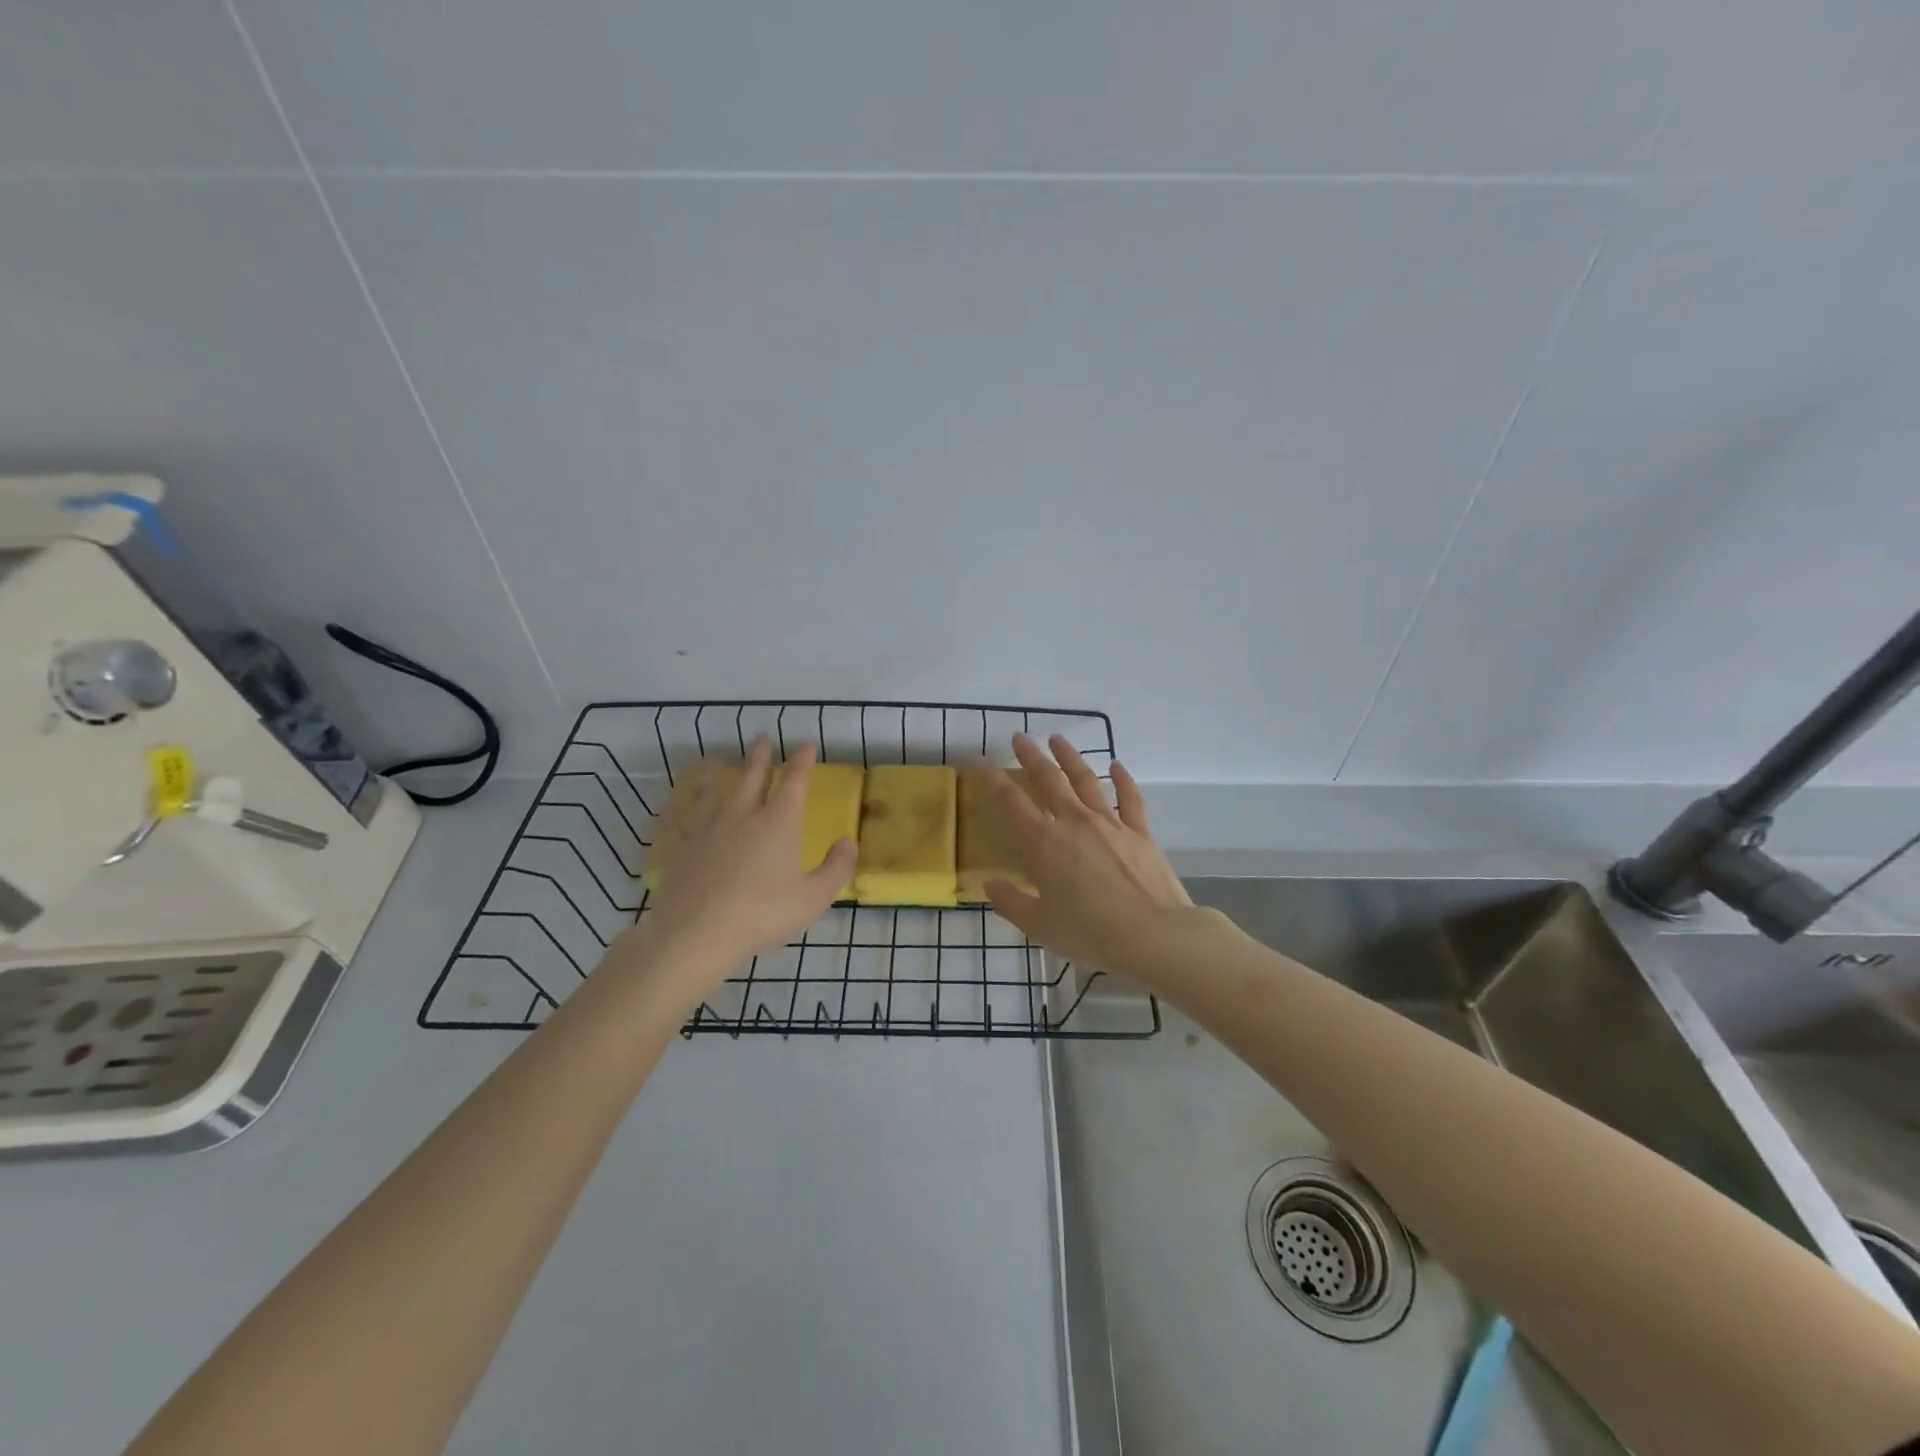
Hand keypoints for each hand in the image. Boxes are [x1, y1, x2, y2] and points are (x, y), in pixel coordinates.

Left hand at [625, 739, 855, 995]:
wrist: (696, 934)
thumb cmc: (761, 915)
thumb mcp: (813, 898)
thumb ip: (836, 868)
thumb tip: (848, 841)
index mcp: (778, 823)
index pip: (794, 782)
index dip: (802, 762)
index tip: (806, 745)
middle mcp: (742, 816)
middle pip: (752, 777)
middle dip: (760, 756)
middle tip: (762, 738)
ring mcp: (706, 829)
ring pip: (711, 792)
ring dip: (716, 775)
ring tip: (715, 762)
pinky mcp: (679, 847)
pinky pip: (677, 820)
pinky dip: (676, 808)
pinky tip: (671, 804)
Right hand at [984, 734, 1193, 974]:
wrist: (1153, 934)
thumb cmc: (1089, 933)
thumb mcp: (1039, 926)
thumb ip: (1010, 903)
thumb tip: (990, 884)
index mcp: (1044, 844)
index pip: (1012, 805)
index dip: (996, 784)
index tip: (986, 767)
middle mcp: (1074, 823)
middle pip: (1048, 780)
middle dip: (1031, 757)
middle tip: (1020, 737)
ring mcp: (1109, 823)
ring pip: (1085, 780)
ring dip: (1070, 757)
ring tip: (1058, 739)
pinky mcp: (1139, 831)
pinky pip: (1129, 797)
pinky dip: (1122, 778)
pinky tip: (1116, 765)